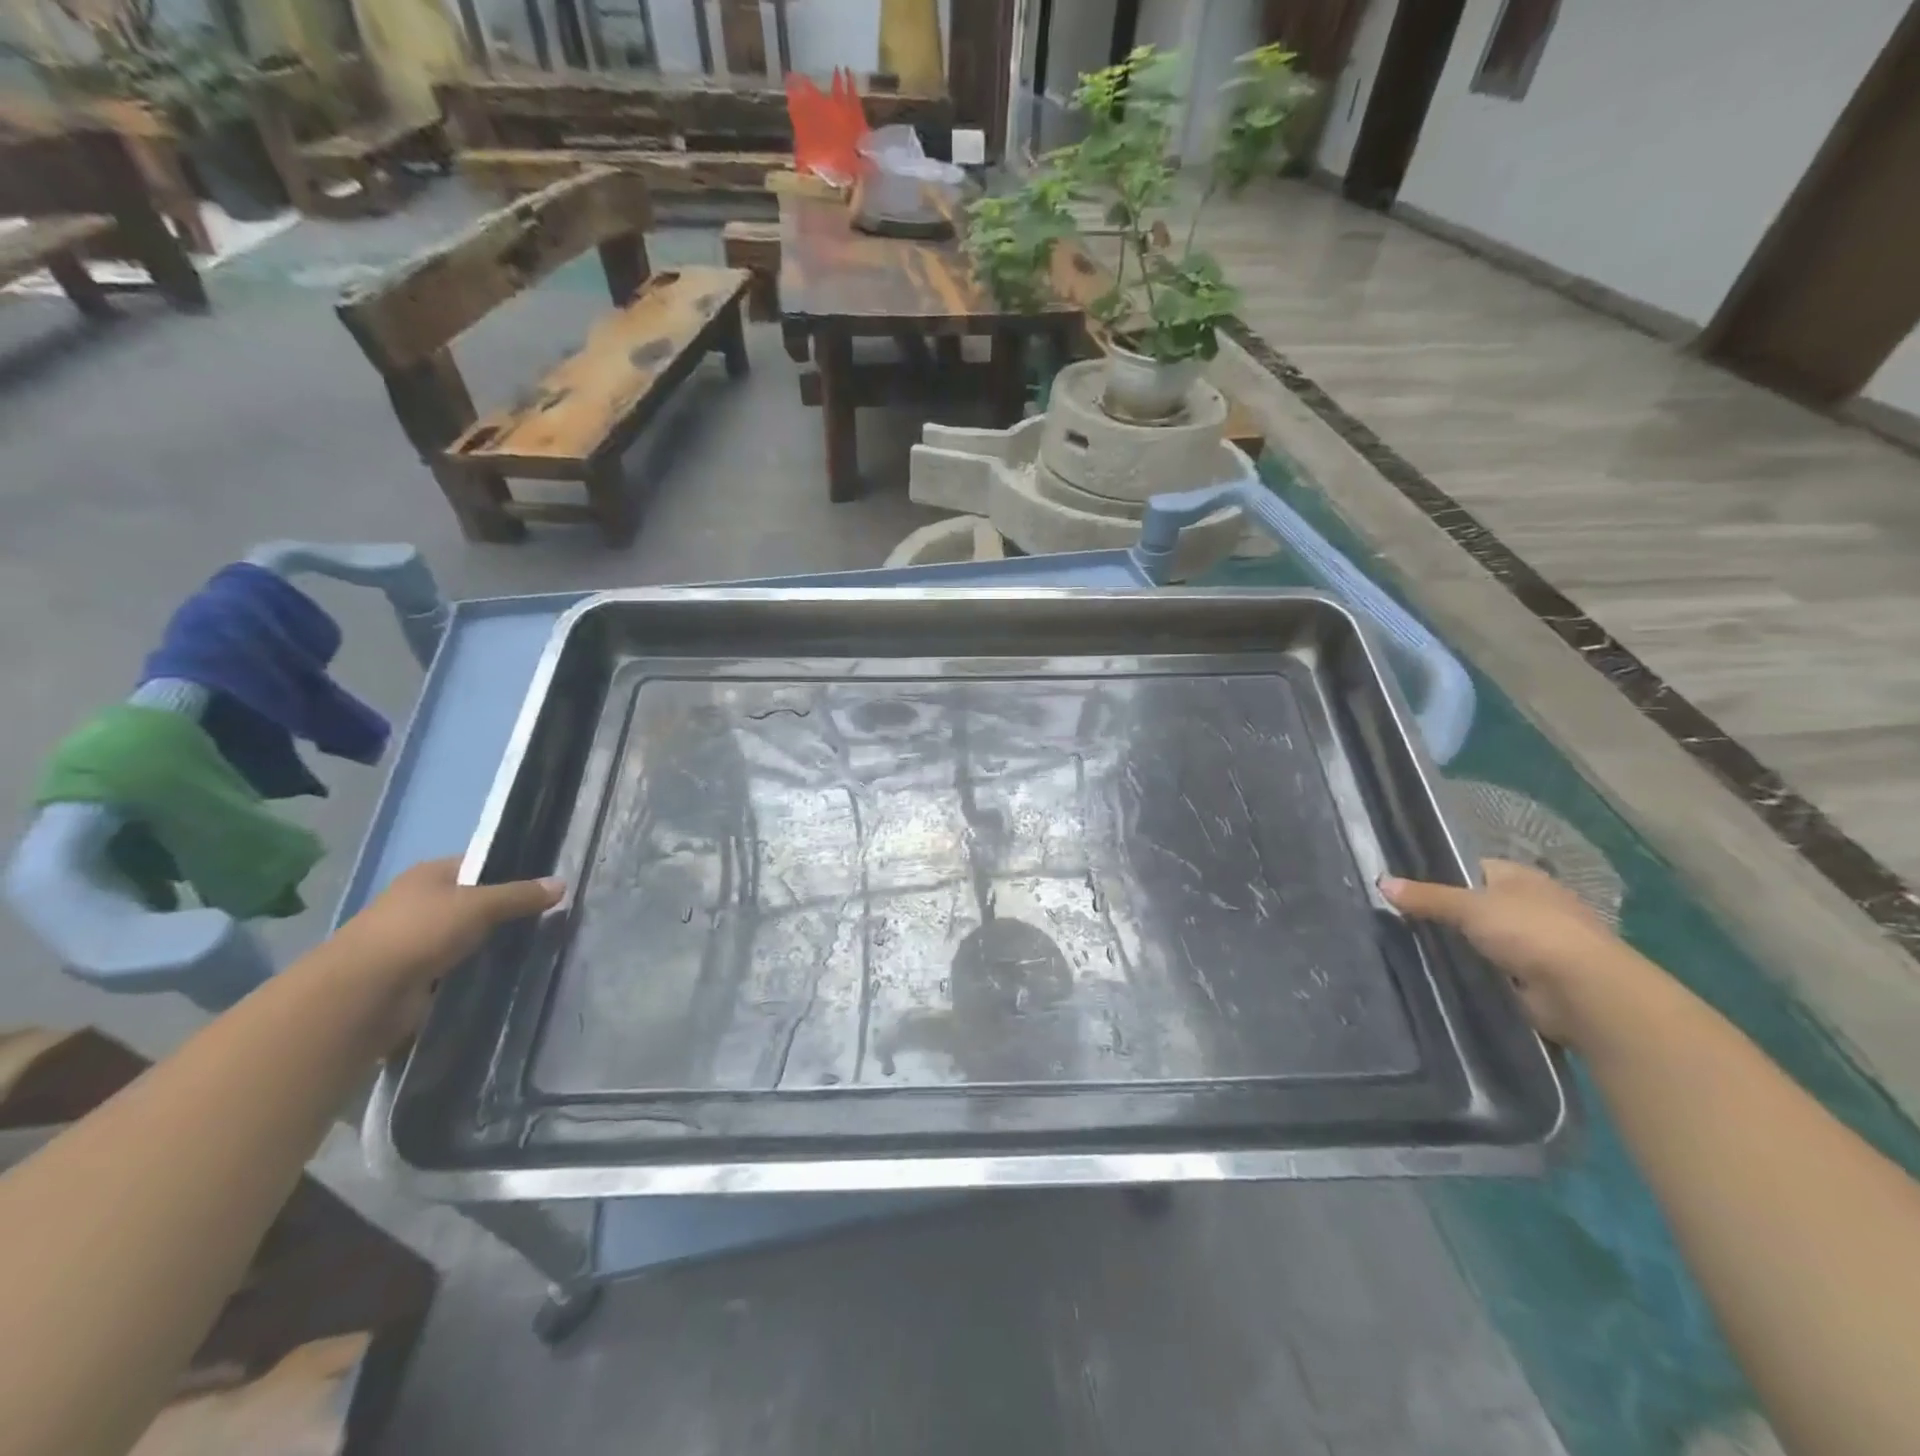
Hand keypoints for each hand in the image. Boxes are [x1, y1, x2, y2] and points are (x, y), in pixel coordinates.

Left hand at [332, 858, 562, 1031]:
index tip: (545, 886)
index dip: (511, 871)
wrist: (362, 994)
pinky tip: (504, 973)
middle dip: (505, 911)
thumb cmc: (420, 933)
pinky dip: (475, 970)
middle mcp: (419, 903)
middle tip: (547, 918)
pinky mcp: (414, 976)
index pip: (479, 864)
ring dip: (490, 943)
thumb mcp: (480, 906)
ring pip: (466, 936)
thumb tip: (562, 883)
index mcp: (429, 875)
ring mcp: (413, 941)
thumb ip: (520, 895)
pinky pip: (456, 967)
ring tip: (534, 946)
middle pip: (473, 901)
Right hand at [1382, 858, 1645, 1045]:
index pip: (1474, 868)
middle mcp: (1532, 904)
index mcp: (1521, 877)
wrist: (1584, 991)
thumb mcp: (1468, 907)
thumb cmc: (1530, 932)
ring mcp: (1537, 943)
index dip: (1444, 875)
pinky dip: (1478, 972)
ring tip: (1416, 948)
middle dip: (1450, 914)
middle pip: (1479, 904)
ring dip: (1464, 946)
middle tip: (1404, 920)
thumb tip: (1381, 881)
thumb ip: (1426, 897)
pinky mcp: (1537, 978)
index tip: (1409, 889)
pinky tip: (1447, 974)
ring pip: (1486, 938)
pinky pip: (1495, 969)